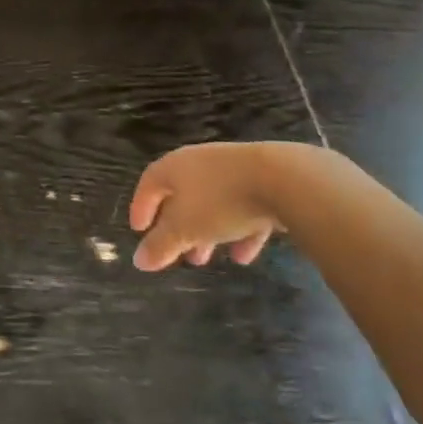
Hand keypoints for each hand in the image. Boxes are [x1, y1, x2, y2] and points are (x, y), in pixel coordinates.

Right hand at [129, 142, 284, 270]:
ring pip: (213, 204)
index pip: (149, 183)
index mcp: (176, 166)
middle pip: (182, 196)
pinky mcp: (264, 180)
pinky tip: (243, 256)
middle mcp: (201, 163)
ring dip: (207, 232)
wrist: (284, 179)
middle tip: (177, 254)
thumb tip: (138, 261)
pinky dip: (239, 231)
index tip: (139, 230)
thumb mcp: (184, 229)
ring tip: (206, 259)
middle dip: (178, 228)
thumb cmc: (220, 201)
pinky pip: (243, 208)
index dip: (141, 206)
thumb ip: (160, 245)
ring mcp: (234, 170)